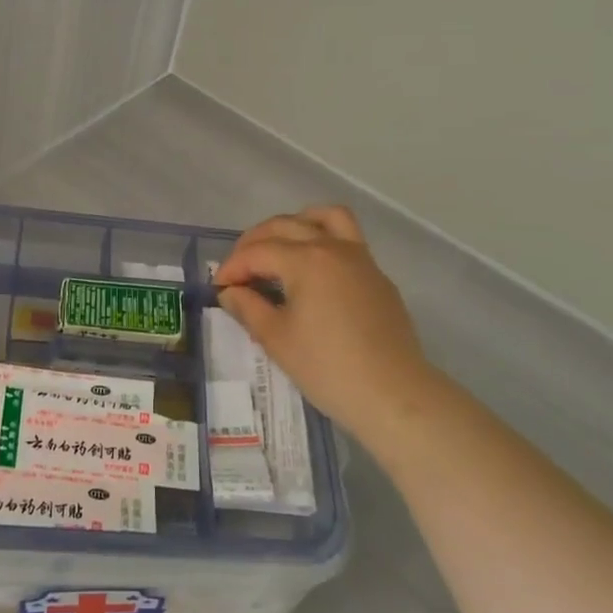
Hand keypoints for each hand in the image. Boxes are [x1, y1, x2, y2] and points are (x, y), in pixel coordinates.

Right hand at [215, 206, 442, 453]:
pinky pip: (347, 239)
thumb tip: (230, 292)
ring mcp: (361, 258)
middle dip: (255, 242)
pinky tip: (313, 272)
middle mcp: (333, 247)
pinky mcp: (378, 276)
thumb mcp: (277, 340)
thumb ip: (248, 308)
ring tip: (279, 247)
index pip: (258, 251)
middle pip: (286, 225)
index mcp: (306, 259)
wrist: (394, 395)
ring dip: (296, 223)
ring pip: (326, 217)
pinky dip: (323, 241)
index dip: (233, 267)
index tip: (218, 287)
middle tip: (239, 269)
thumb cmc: (328, 368)